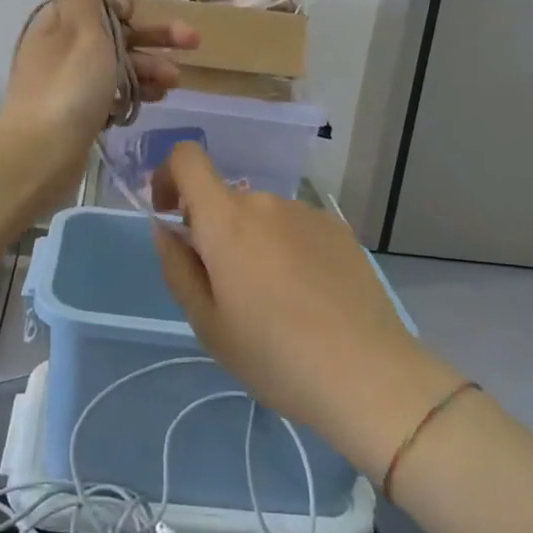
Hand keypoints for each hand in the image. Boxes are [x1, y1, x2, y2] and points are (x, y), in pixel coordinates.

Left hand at [0, 0, 198, 206]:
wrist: (41, 153)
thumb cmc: (69, 86)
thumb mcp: (81, 30)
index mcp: (60, 23)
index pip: (99, 3)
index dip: (129, 7)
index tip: (145, 18)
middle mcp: (62, 49)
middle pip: (115, 34)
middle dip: (153, 38)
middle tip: (193, 43)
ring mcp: (69, 83)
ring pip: (117, 66)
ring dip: (149, 67)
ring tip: (175, 82)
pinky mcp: (77, 113)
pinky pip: (112, 94)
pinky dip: (134, 92)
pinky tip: (154, 100)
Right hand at [151, 143, 463, 480]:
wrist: (367, 374)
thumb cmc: (274, 355)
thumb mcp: (207, 323)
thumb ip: (177, 267)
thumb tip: (166, 229)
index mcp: (226, 220)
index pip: (187, 159)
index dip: (168, 175)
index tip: (169, 214)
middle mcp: (265, 202)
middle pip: (226, 200)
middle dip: (215, 232)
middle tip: (228, 290)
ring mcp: (307, 213)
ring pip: (262, 217)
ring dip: (254, 243)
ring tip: (275, 302)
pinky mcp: (339, 229)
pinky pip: (296, 228)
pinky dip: (288, 249)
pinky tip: (309, 297)